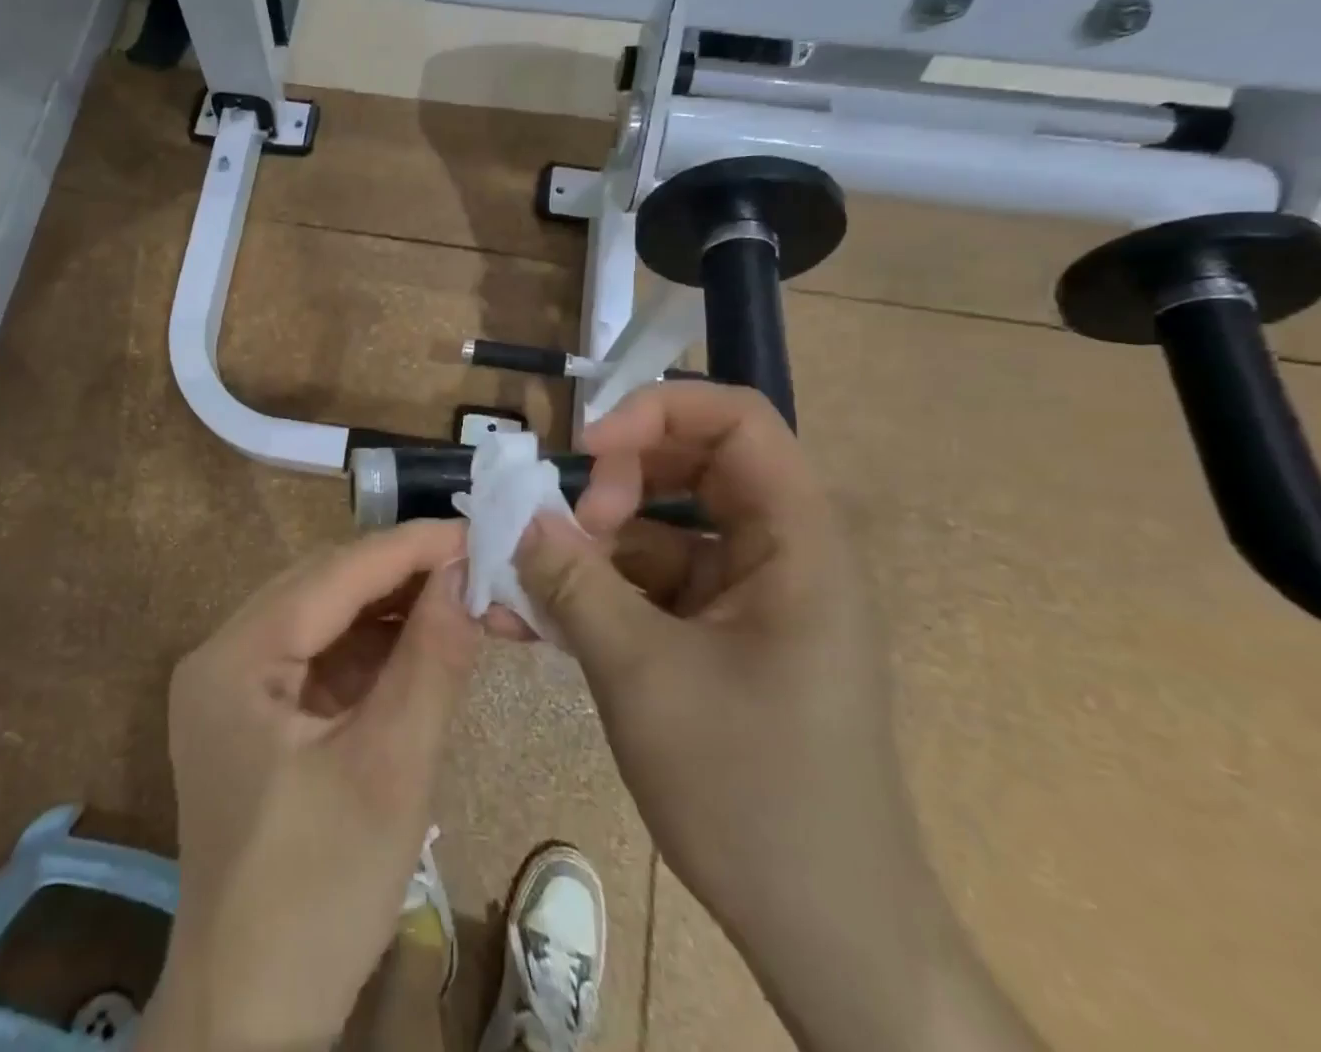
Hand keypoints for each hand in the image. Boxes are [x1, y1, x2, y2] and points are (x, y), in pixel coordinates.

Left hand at [138, 521, 478, 1051]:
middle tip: (476, 566)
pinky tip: (422, 644)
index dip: (408, 547)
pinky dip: (374, 648)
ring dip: (391, 608)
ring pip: (325, 617)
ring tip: (460, 598)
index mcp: (234, 658)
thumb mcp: (389, 772)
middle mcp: (224, 654)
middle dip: (402, 573)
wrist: (251, 1017)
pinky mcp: (257, 715)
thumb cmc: (318, 895)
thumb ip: (431, 662)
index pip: (332, 574)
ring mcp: (236, 685)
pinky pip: (322, 657)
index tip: (476, 532)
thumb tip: (467, 576)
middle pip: (323, 587)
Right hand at [519, 381, 1043, 1051]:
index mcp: (796, 543)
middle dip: (615, 482)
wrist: (828, 937)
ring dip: (594, 544)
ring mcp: (748, 598)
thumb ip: (573, 583)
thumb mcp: (643, 675)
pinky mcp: (720, 637)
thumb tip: (519, 518)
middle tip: (561, 525)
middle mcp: (778, 555)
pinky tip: (541, 620)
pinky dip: (600, 590)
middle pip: (692, 467)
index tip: (586, 449)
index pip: (737, 420)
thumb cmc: (752, 793)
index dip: (657, 410)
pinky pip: (653, 585)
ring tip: (527, 581)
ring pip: (661, 529)